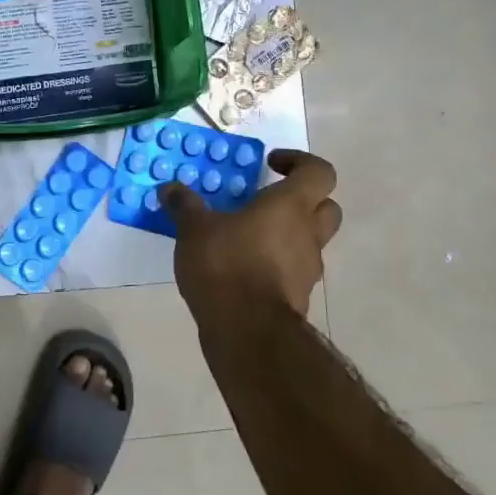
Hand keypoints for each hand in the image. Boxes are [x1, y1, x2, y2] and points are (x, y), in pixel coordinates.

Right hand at [162, 149, 341, 319]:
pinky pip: (293, 270)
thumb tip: (169, 188)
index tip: (271, 164)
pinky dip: (276, 264)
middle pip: (326, 207)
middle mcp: (308, 234)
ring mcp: (307, 269)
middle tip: (269, 200)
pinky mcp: (298, 297)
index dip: (300, 161)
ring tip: (248, 236)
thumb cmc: (226, 265)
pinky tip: (244, 268)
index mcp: (291, 206)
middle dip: (303, 199)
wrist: (247, 332)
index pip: (319, 172)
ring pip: (311, 241)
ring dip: (288, 234)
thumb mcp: (194, 229)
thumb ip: (184, 205)